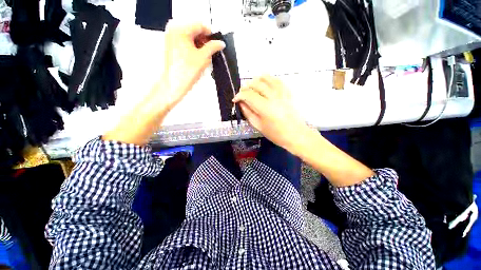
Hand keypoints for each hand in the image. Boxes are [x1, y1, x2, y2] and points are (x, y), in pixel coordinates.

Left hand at [103, 23, 223, 145]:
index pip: (201, 25)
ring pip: (191, 38)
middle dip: (205, 41)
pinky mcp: (172, 46)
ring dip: (200, 46)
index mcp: (180, 29)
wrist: (174, 84)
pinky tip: (197, 59)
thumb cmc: (185, 72)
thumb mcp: (203, 57)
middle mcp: (174, 30)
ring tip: (203, 59)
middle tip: (210, 53)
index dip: (211, 35)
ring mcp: (172, 38)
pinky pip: (186, 43)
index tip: (216, 43)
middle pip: (195, 31)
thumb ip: (213, 47)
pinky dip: (193, 49)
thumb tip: (220, 43)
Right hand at [233, 75, 310, 151]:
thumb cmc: (276, 134)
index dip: (239, 95)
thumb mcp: (258, 126)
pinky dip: (269, 79)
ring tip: (251, 86)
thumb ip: (248, 113)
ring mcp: (282, 93)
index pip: (248, 95)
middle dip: (246, 87)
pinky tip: (265, 83)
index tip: (235, 100)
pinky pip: (277, 80)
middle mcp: (274, 97)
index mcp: (265, 108)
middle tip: (242, 94)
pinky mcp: (288, 92)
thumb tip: (241, 103)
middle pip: (256, 84)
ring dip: (256, 80)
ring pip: (267, 78)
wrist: (296, 135)